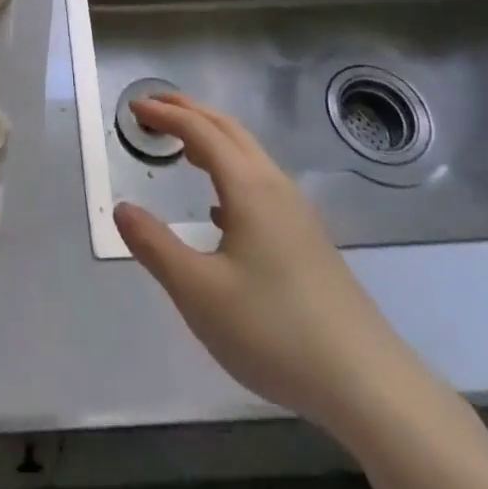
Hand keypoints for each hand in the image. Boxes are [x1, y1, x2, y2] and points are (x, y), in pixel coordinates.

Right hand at [113, 94, 404, 424]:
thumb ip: (155, 246)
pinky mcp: (306, 237)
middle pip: (227, 128)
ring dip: (211, 137)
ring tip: (180, 146)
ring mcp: (295, 210)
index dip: (164, 114)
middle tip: (153, 107)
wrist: (366, 381)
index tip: (133, 108)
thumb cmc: (274, 329)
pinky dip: (229, 170)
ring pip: (247, 153)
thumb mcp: (199, 293)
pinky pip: (259, 180)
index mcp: (247, 186)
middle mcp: (273, 185)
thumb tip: (121, 208)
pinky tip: (219, 208)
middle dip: (189, 111)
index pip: (199, 130)